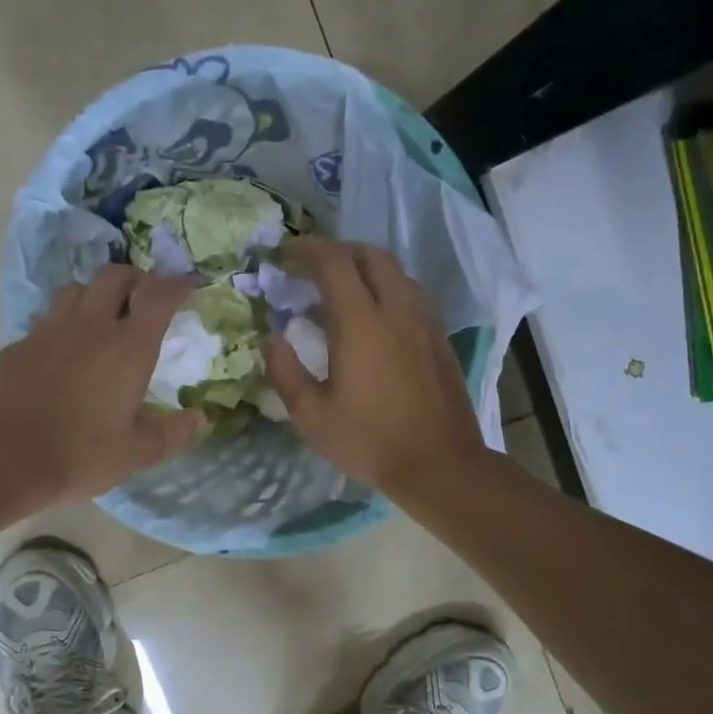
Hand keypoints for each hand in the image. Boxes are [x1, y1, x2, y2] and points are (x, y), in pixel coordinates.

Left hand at [0, 265, 201, 507]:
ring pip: (76, 290)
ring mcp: (48, 332)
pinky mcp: (18, 346)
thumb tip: (199, 417)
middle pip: (115, 276)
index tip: (188, 285)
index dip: (177, 284)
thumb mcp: (137, 453)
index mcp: (127, 348)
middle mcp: (89, 326)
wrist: (3, 462)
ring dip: (97, 296)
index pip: (158, 295)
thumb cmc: (80, 457)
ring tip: (103, 320)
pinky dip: (64, 327)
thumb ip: (173, 433)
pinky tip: (63, 355)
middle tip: (145, 300)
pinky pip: (47, 321)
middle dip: (136, 279)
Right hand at [265, 237, 486, 492]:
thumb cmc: (369, 441)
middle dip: (338, 251)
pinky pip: (411, 294)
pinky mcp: (440, 338)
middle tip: (312, 268)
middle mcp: (397, 309)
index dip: (307, 248)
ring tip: (342, 290)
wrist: (440, 464)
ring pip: (396, 272)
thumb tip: (272, 338)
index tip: (285, 252)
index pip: (334, 261)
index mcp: (361, 322)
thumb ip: (285, 371)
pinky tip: (374, 319)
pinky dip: (386, 289)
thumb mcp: (311, 415)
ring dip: (366, 269)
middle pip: (371, 255)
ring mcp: (425, 321)